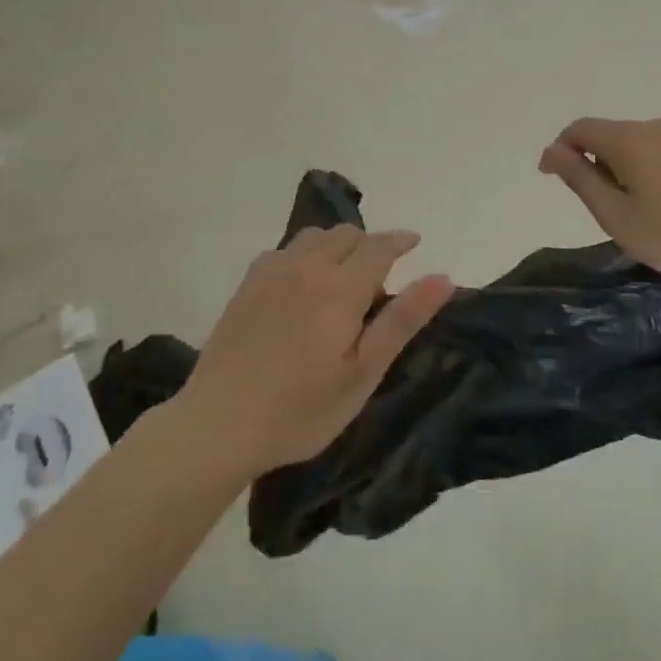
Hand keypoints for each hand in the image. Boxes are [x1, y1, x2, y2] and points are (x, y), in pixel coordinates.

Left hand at [180, 226, 453, 478]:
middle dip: (370, 243)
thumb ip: (403, 320)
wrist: (217, 425)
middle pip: (347, 234)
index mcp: (341, 287)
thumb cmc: (300, 409)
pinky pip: (284, 250)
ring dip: (337, 243)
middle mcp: (307, 267)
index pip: (379, 246)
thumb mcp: (363, 373)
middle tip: (381, 272)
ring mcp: (272, 272)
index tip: (415, 241)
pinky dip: (305, 253)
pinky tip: (301, 281)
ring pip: (314, 236)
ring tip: (343, 272)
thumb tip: (443, 278)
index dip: (400, 240)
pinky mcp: (247, 285)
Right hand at [538, 115, 660, 292]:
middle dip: (593, 162)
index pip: (580, 129)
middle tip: (601, 208)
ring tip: (636, 211)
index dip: (560, 149)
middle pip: (609, 135)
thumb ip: (579, 178)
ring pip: (637, 144)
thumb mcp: (615, 215)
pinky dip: (648, 169)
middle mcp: (655, 126)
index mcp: (629, 139)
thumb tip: (552, 151)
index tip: (552, 178)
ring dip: (622, 167)